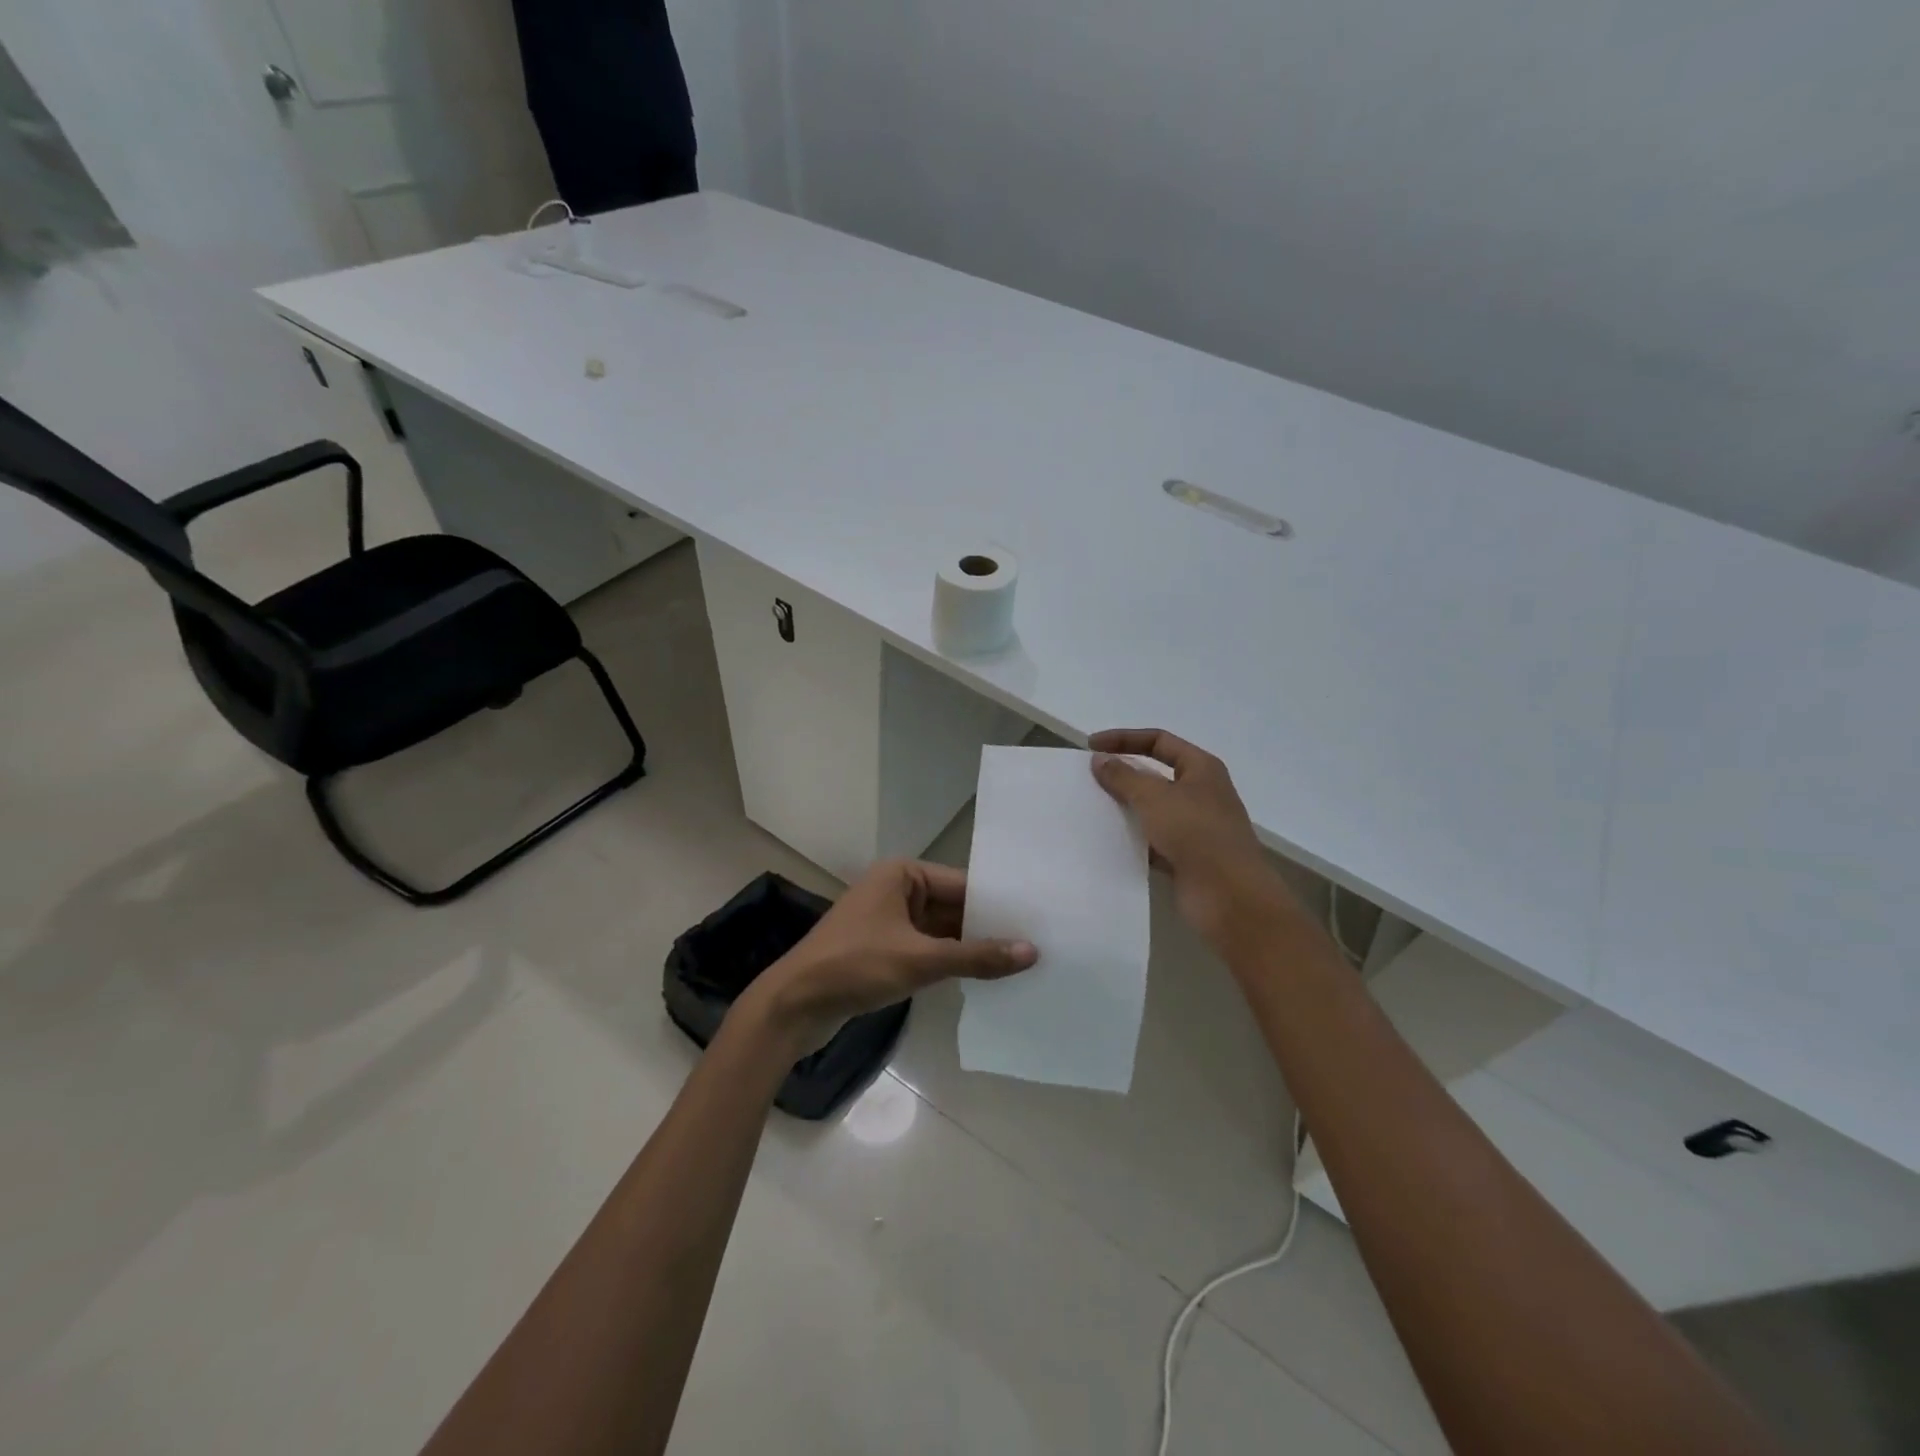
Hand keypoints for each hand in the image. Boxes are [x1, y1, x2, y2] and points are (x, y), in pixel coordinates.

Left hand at [749, 860, 1037, 1051]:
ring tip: (1022, 962)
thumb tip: (1031, 952)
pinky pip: (928, 949)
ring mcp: (890, 921)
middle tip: (1039, 943)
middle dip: (988, 927)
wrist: (793, 1006)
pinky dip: (951, 962)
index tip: (1039, 919)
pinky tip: (985, 978)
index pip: (962, 883)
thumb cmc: (854, 967)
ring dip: (971, 948)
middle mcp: (897, 890)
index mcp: (902, 875)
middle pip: (954, 906)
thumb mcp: (920, 960)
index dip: (999, 902)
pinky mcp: (885, 950)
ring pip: (942, 931)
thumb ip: (976, 956)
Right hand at [1089, 728, 1292, 947]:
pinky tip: (1107, 842)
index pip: (1158, 740)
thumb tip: (1100, 759)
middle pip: (1156, 774)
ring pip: (1152, 809)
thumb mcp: (1154, 797)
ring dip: (1125, 808)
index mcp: (1201, 769)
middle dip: (1123, 775)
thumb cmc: (1196, 834)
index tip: (1091, 747)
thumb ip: (1124, 776)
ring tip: (1091, 809)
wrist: (1230, 896)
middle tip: (1089, 780)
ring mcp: (1194, 827)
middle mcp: (1200, 793)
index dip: (1124, 739)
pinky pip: (1152, 840)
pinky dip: (1132, 839)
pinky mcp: (1186, 857)